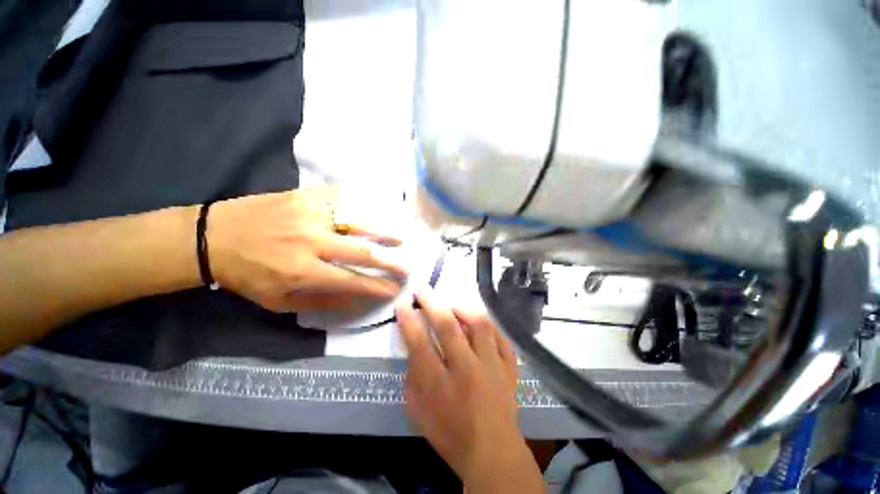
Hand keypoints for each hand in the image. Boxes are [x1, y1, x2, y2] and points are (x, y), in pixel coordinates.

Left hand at [207, 186, 407, 311]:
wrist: (213, 236)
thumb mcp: (278, 301)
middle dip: (390, 262)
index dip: (377, 287)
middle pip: (362, 252)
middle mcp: (311, 242)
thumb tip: (356, 301)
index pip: (352, 281)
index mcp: (301, 271)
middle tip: (408, 266)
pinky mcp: (305, 196)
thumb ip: (320, 302)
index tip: (395, 289)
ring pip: (358, 222)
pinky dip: (363, 205)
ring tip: (402, 238)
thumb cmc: (247, 274)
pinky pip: (342, 199)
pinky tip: (377, 211)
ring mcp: (310, 214)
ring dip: (384, 231)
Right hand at [396, 290, 544, 493]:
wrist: (492, 452)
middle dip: (432, 303)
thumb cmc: (450, 435)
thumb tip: (414, 348)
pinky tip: (478, 323)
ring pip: (478, 325)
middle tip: (423, 289)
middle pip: (447, 326)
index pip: (419, 343)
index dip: (409, 320)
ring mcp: (491, 366)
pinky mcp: (509, 367)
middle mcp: (466, 369)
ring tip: (453, 306)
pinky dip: (488, 325)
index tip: (403, 303)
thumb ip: (413, 378)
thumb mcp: (418, 412)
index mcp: (439, 385)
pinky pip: (500, 336)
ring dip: (462, 309)